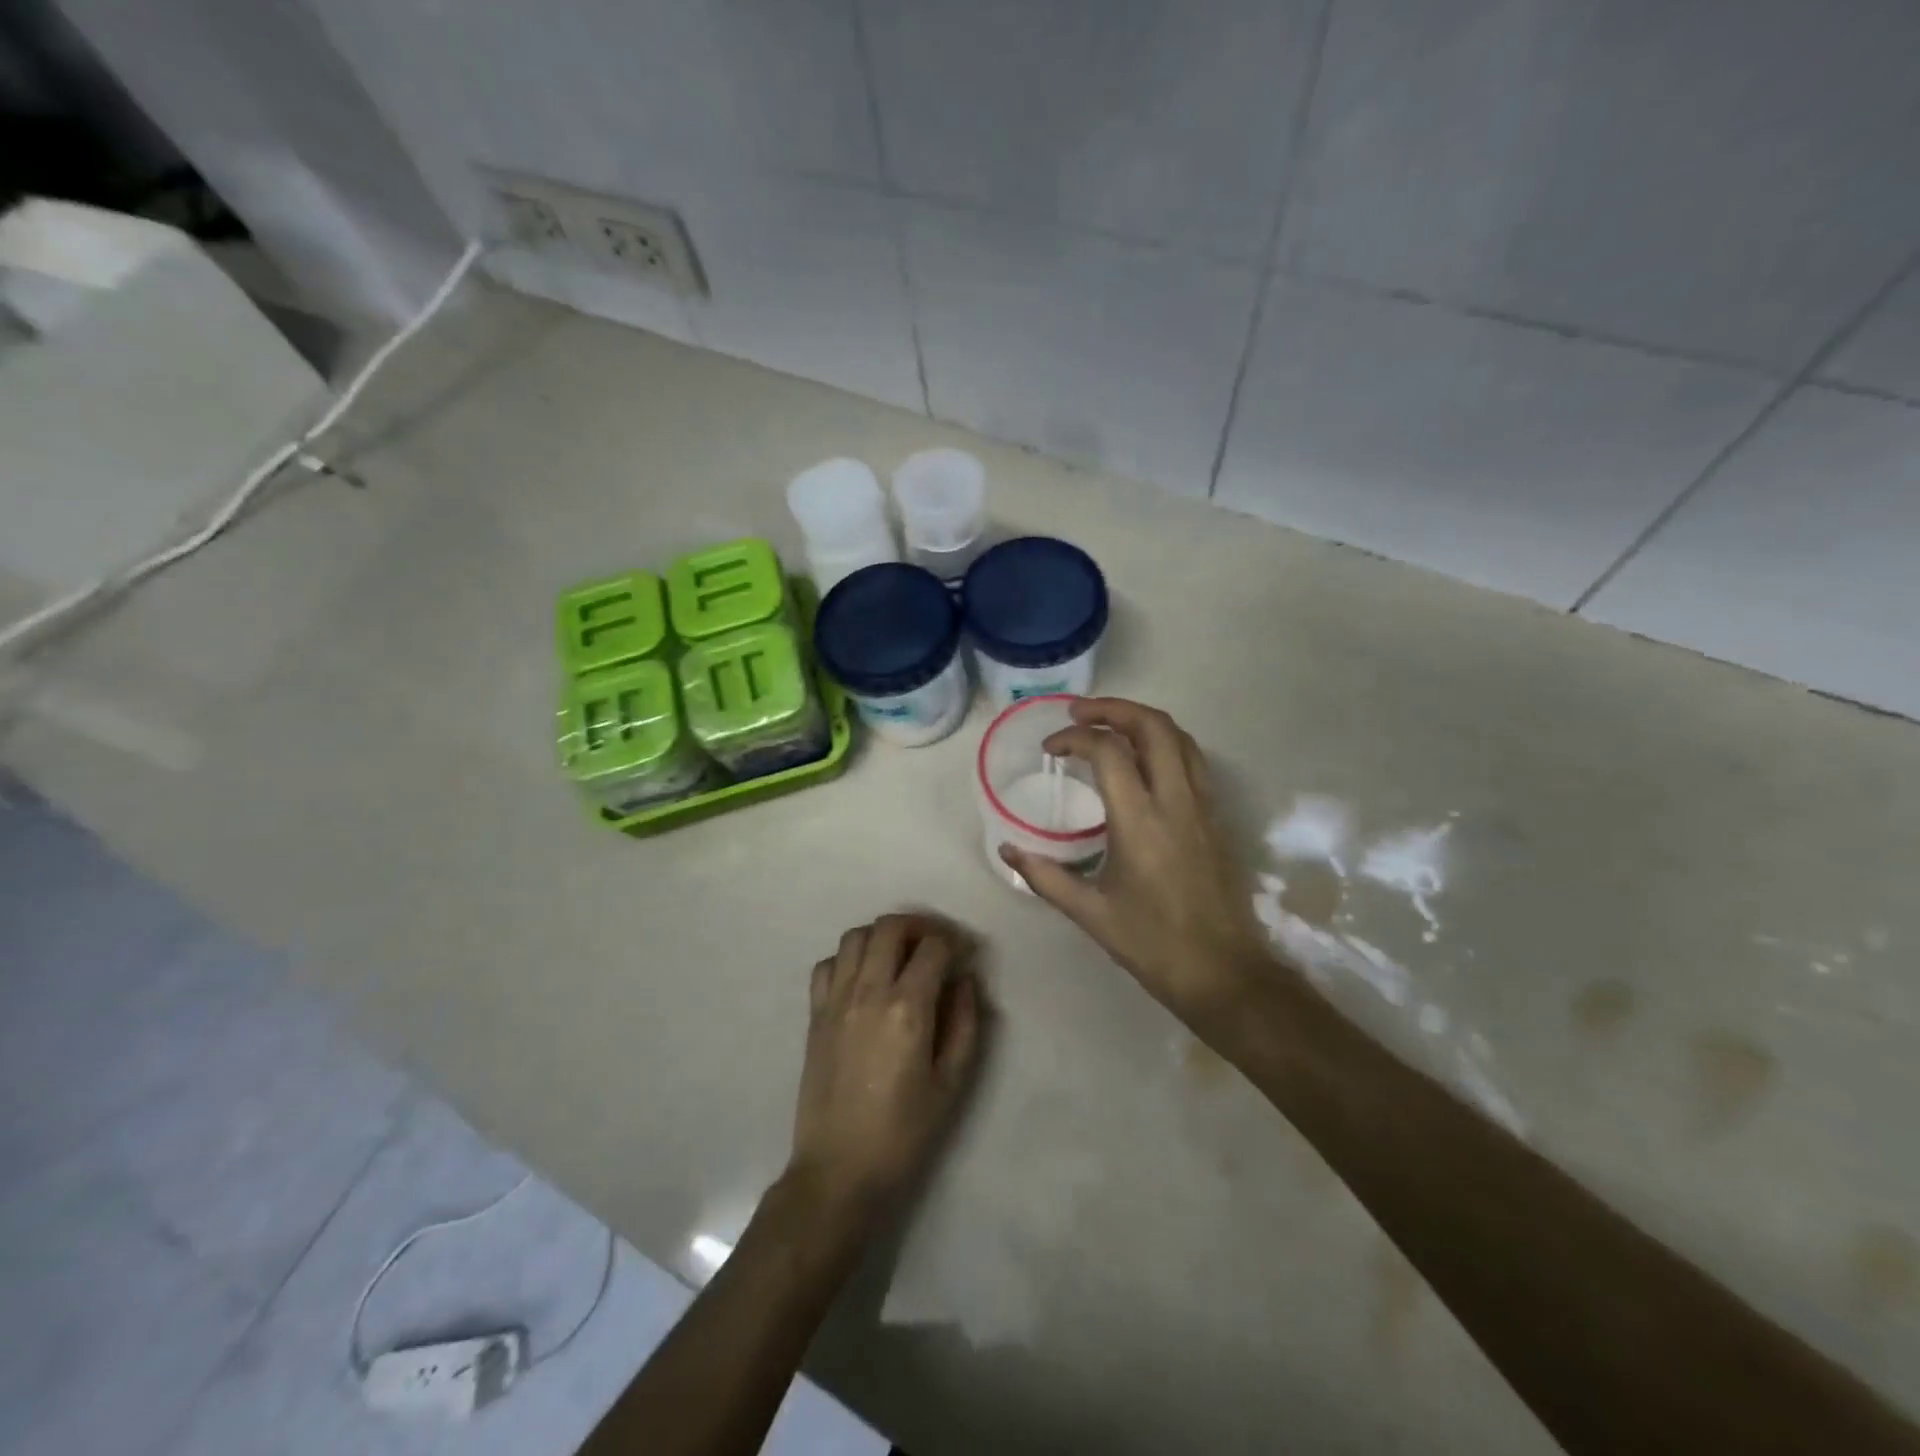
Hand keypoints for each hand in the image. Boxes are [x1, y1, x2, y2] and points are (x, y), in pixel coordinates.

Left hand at [787, 915, 982, 1228]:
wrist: (839, 1170)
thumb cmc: (903, 1132)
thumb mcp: (951, 1083)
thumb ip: (965, 1023)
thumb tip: (965, 980)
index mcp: (907, 1008)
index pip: (933, 947)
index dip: (955, 942)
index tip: (966, 954)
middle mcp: (868, 991)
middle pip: (891, 927)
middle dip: (920, 926)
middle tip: (936, 944)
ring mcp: (835, 1000)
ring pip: (855, 936)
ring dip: (883, 935)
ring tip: (900, 956)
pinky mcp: (814, 1014)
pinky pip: (827, 964)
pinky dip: (848, 958)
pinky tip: (863, 978)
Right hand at [1001, 698, 1272, 1022]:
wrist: (1222, 971)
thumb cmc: (1152, 944)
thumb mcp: (1089, 913)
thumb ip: (1044, 876)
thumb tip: (1008, 848)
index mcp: (1140, 822)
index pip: (1108, 752)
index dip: (1074, 738)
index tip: (1051, 749)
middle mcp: (1176, 801)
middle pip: (1152, 726)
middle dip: (1112, 708)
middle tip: (1078, 713)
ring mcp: (1202, 806)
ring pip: (1179, 736)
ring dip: (1142, 719)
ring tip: (1109, 724)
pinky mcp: (1216, 816)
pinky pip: (1193, 759)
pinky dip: (1165, 741)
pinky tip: (1144, 758)